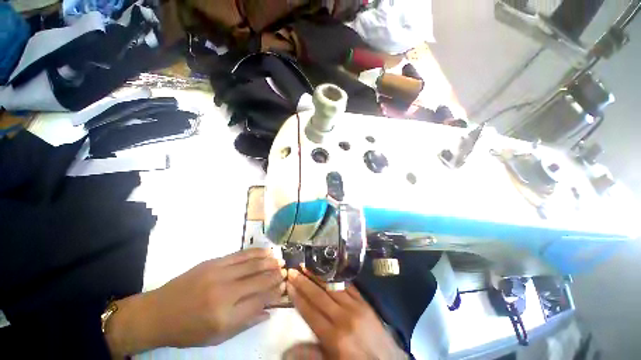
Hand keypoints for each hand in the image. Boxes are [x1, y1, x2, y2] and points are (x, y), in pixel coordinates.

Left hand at [106, 248, 285, 356]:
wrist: (158, 312)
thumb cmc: (188, 330)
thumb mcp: (217, 337)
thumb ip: (246, 322)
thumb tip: (269, 311)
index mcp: (225, 317)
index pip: (260, 300)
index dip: (275, 293)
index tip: (284, 287)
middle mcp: (225, 293)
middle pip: (259, 280)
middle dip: (276, 275)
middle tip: (286, 271)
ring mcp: (219, 274)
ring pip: (253, 264)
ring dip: (269, 261)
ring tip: (280, 260)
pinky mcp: (214, 262)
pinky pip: (241, 254)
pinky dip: (256, 252)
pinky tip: (266, 252)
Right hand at [286, 269, 405, 359]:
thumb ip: (311, 354)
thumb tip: (287, 350)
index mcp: (334, 337)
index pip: (310, 312)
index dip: (298, 297)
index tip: (289, 284)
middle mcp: (343, 317)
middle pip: (319, 295)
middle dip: (304, 282)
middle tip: (293, 270)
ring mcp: (355, 306)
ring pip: (331, 286)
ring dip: (317, 275)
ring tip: (306, 266)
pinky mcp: (364, 301)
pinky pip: (347, 285)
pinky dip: (335, 277)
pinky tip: (327, 270)